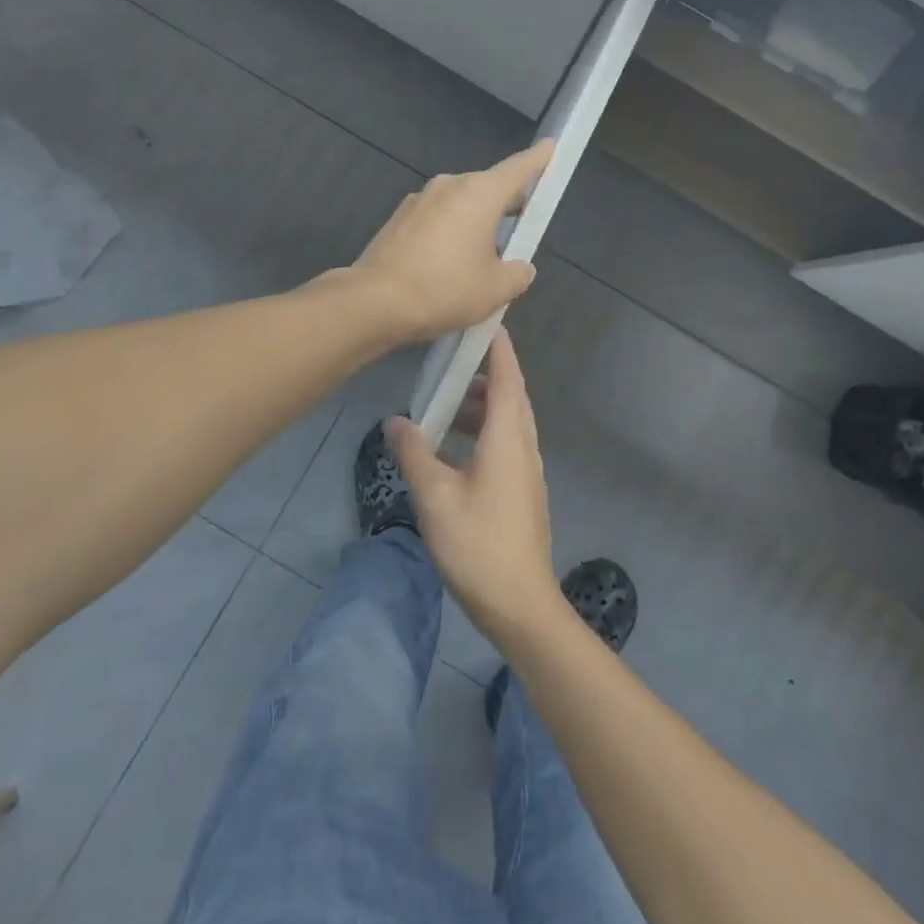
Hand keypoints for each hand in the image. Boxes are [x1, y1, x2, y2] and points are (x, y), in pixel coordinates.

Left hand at [351, 141, 552, 343]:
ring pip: (459, 208)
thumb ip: (517, 274)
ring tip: (482, 262)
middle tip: (521, 229)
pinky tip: (448, 270)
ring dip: (474, 226)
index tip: (551, 147)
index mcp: (479, 194)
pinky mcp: (398, 221)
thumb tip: (520, 268)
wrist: (374, 303)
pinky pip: (435, 223)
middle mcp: (448, 187)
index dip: (539, 159)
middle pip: (488, 189)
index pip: (518, 168)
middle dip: (506, 206)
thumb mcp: (495, 290)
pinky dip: (448, 237)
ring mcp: (418, 201)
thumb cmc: (444, 289)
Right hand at [387, 330, 563, 645]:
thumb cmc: (478, 544)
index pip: (506, 377)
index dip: (498, 347)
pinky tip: (454, 450)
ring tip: (446, 405)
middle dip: (485, 373)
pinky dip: (484, 432)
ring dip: (482, 407)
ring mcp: (527, 471)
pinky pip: (506, 445)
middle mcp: (523, 447)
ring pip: (508, 423)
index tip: (484, 319)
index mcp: (507, 438)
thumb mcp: (435, 496)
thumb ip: (415, 454)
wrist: (520, 604)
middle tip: (452, 360)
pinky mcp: (523, 492)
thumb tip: (396, 420)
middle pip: (510, 396)